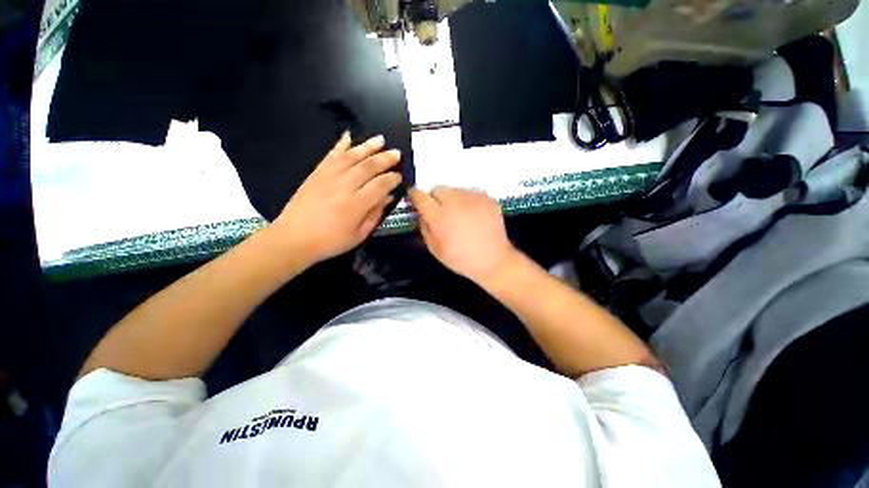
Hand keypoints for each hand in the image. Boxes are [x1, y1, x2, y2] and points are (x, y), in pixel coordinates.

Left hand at [273, 133, 401, 264]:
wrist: (293, 238)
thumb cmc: (330, 241)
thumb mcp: (359, 235)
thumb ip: (375, 214)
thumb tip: (388, 197)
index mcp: (356, 205)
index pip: (380, 185)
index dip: (392, 179)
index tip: (399, 176)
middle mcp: (344, 186)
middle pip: (368, 167)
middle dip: (385, 159)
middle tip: (397, 153)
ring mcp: (328, 177)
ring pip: (352, 156)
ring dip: (368, 147)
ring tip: (380, 139)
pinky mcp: (316, 173)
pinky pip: (331, 155)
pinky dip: (340, 144)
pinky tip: (349, 136)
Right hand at [410, 186, 517, 283]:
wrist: (493, 260)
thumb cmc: (461, 259)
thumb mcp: (435, 249)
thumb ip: (424, 228)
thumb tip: (422, 214)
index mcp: (439, 216)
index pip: (420, 196)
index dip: (416, 196)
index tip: (417, 199)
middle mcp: (455, 202)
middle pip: (438, 189)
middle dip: (436, 199)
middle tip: (442, 213)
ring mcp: (473, 197)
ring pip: (455, 190)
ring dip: (453, 200)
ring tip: (461, 217)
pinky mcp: (487, 198)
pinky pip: (471, 194)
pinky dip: (469, 202)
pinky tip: (475, 217)